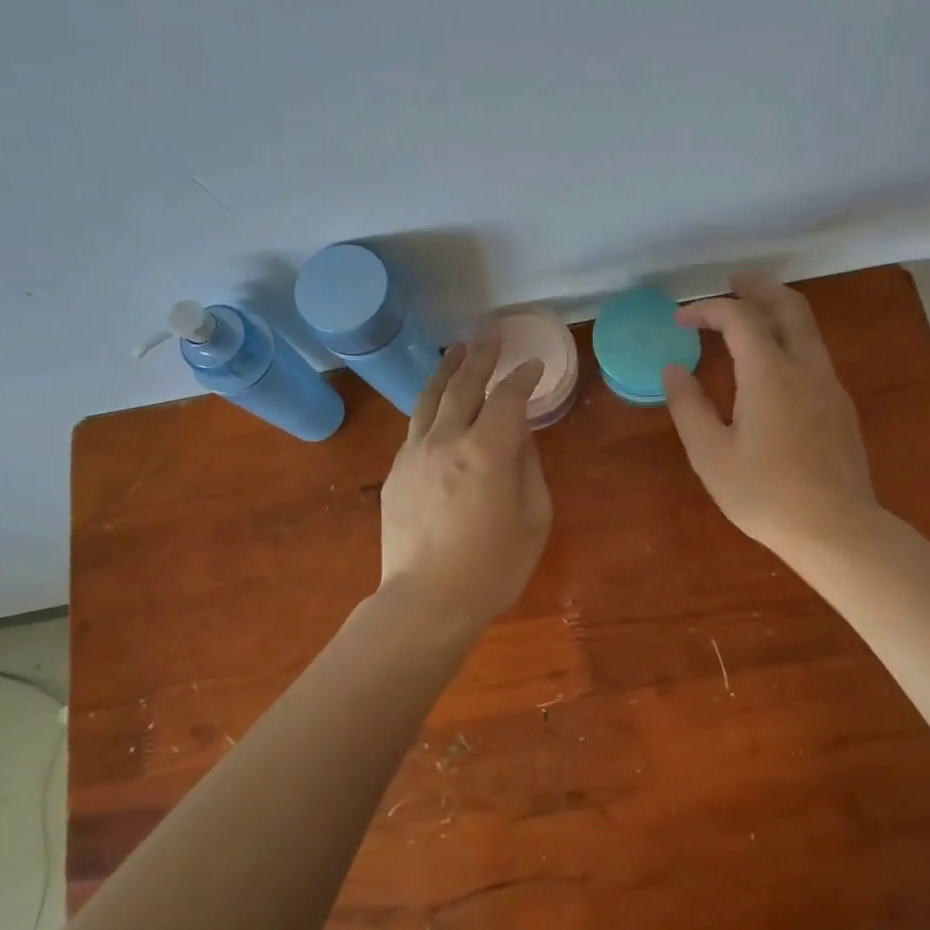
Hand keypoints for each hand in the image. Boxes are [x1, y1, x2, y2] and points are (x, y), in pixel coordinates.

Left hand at [379, 337, 551, 631]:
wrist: (426, 601)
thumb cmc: (493, 567)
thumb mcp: (533, 518)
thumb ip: (528, 467)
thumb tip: (519, 435)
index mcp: (488, 451)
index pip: (508, 397)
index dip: (522, 377)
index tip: (532, 365)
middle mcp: (447, 440)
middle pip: (465, 384)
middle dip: (481, 354)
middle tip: (490, 329)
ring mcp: (414, 453)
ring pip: (431, 397)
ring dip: (448, 369)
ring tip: (458, 348)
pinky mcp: (396, 470)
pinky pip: (416, 425)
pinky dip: (431, 403)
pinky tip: (437, 401)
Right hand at [663, 273, 877, 559]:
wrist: (836, 529)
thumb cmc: (765, 494)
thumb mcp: (711, 455)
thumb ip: (688, 406)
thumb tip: (673, 369)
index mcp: (769, 374)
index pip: (739, 318)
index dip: (708, 309)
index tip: (681, 319)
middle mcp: (805, 367)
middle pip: (788, 306)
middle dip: (758, 288)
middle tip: (732, 282)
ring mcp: (829, 385)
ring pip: (808, 328)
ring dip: (778, 310)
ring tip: (751, 312)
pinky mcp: (840, 406)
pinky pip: (814, 353)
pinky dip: (790, 337)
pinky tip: (774, 361)